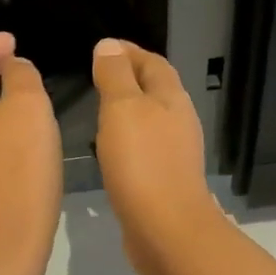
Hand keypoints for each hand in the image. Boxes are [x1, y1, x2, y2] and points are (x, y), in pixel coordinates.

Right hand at [91, 38, 225, 274]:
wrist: (166, 229)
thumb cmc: (143, 162)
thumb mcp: (122, 108)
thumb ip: (115, 76)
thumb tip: (109, 46)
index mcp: (172, 98)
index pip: (152, 63)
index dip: (129, 52)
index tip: (103, 47)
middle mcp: (179, 121)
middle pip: (156, 90)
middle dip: (130, 78)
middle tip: (97, 76)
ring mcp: (175, 153)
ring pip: (151, 120)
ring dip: (128, 110)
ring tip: (99, 110)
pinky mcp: (165, 180)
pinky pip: (145, 148)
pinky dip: (128, 139)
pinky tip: (111, 150)